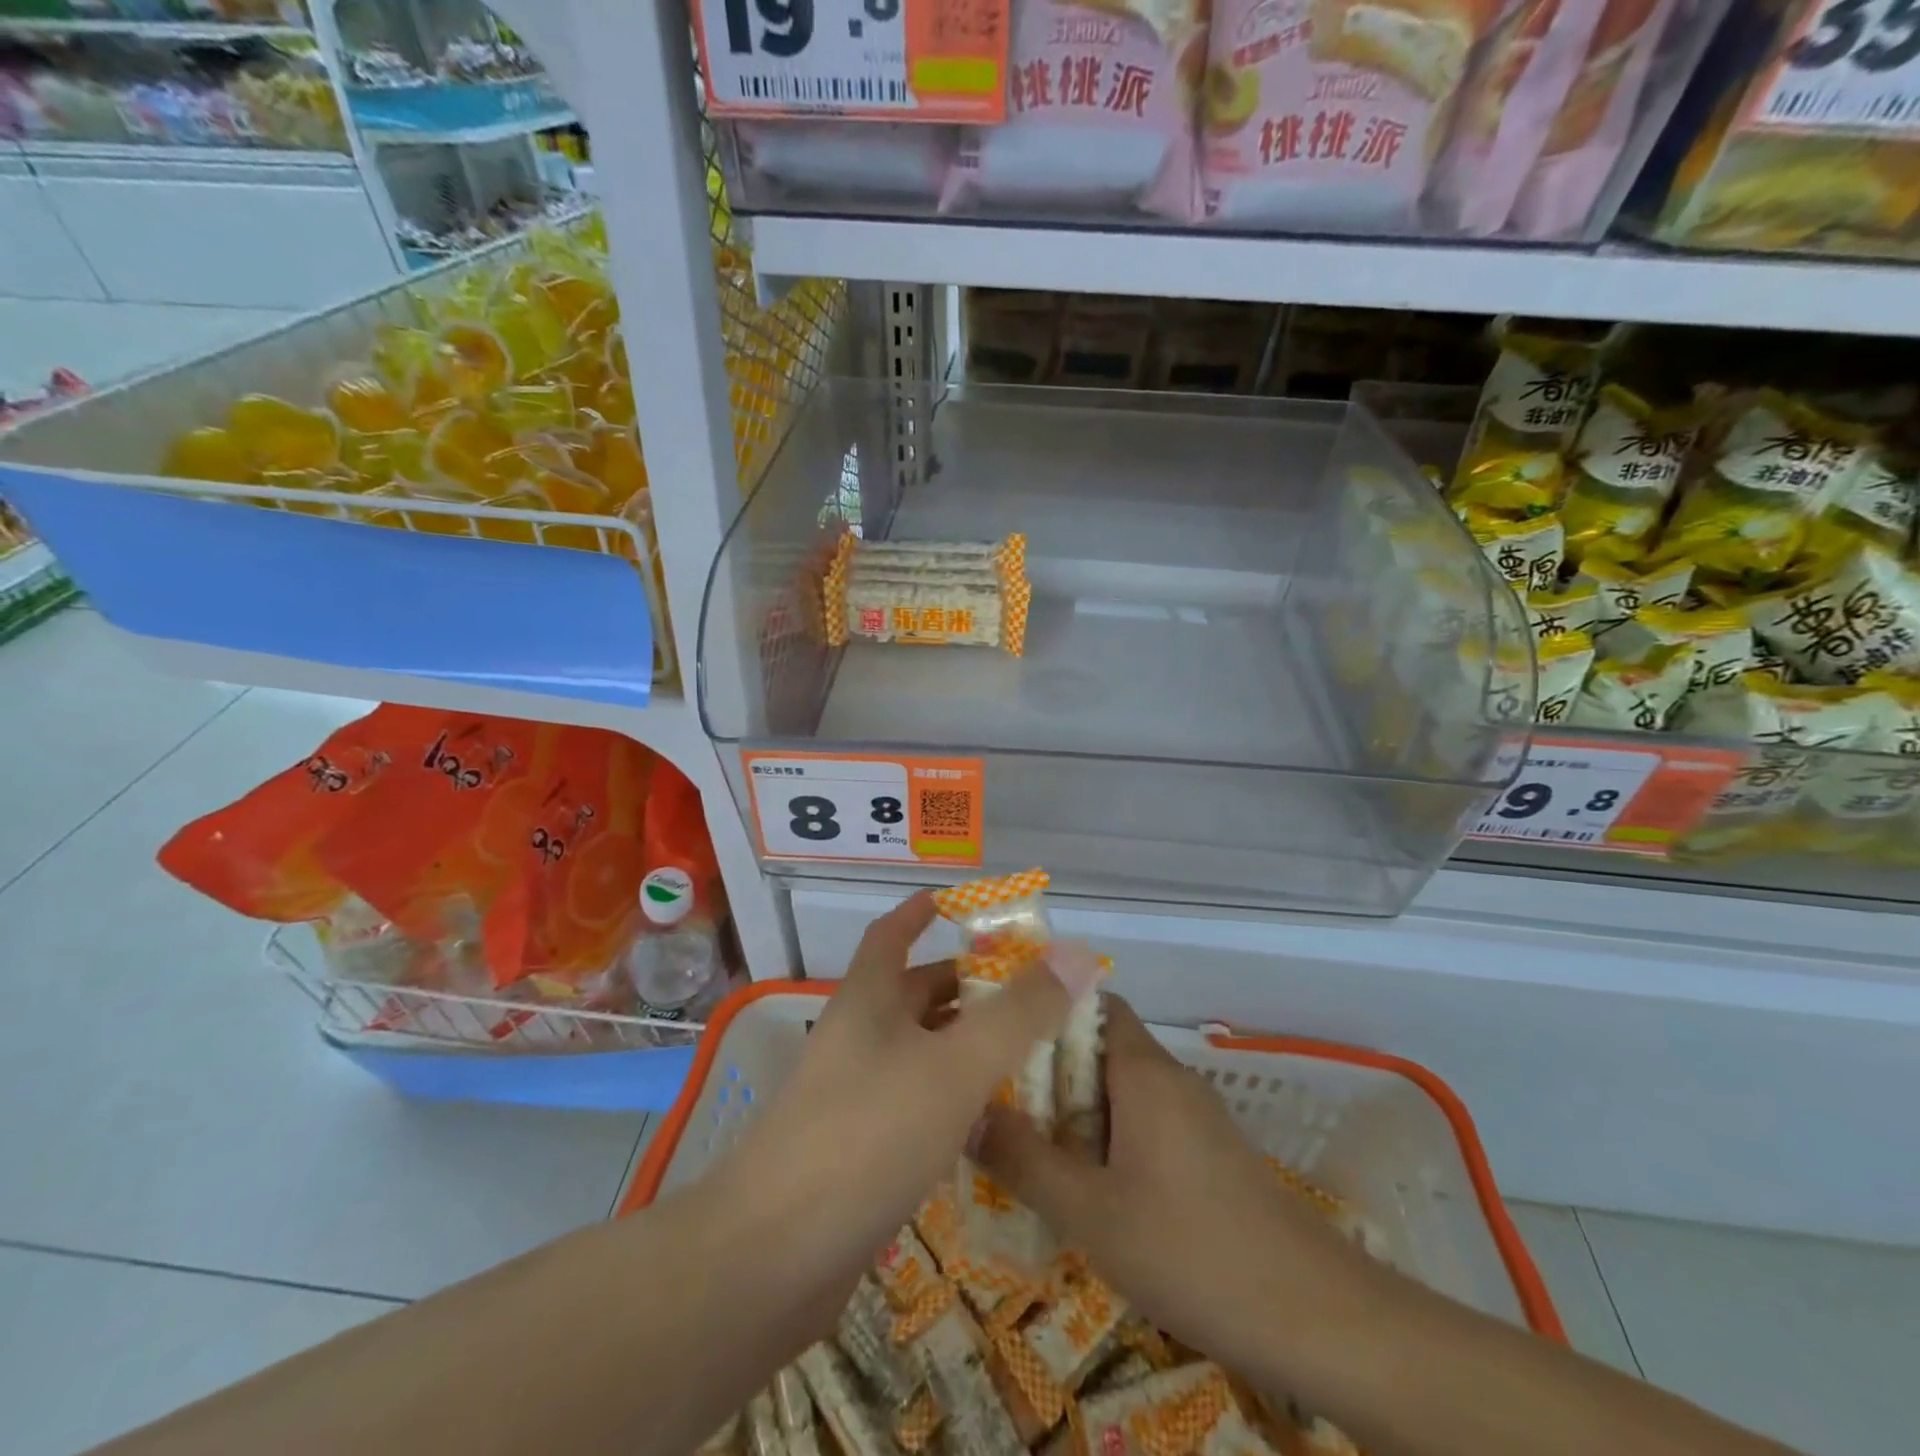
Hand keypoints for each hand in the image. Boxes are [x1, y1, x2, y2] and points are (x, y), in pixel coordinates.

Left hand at [708, 892, 1098, 1345]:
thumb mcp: (955, 1065)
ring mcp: (853, 1097)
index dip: (919, 913)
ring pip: (919, 1053)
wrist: (772, 1258)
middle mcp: (858, 1039)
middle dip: (965, 986)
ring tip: (1024, 1051)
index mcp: (868, 1000)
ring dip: (964, 1046)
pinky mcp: (859, 1152)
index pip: (891, 935)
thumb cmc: (868, 1134)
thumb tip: (1077, 954)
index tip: (954, 902)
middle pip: (912, 995)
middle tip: (1026, 990)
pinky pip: (915, 1106)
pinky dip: (952, 1101)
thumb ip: (1019, 1013)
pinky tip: (992, 1122)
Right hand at [975, 997, 1378, 1385]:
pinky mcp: (1208, 1155)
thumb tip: (965, 1112)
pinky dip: (1106, 1141)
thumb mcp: (1091, 1212)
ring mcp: (1194, 1118)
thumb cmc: (1192, 1249)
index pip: (1092, 1003)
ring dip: (1074, 1112)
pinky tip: (1085, 1191)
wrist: (1315, 1318)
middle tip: (996, 1104)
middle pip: (1098, 1048)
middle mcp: (1170, 1079)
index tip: (998, 1037)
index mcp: (1143, 1071)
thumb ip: (1023, 1160)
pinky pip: (1142, 1125)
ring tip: (1025, 1149)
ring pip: (1119, 1092)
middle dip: (1046, 1071)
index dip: (1044, 1009)